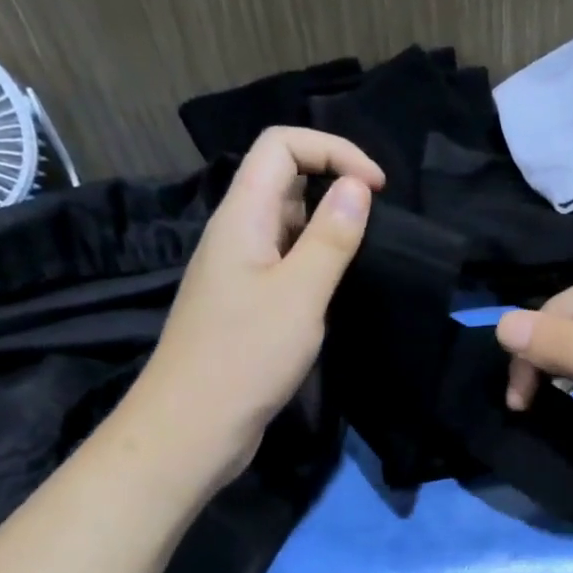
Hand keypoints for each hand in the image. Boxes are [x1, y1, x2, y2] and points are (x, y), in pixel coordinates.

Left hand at [124, 128, 382, 480]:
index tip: (377, 188)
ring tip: (366, 255)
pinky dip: (316, 262)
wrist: (193, 426)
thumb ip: (330, 237)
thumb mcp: (300, 293)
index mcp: (243, 217)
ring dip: (328, 227)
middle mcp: (237, 234)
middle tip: (378, 222)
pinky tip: (338, 290)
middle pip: (283, 179)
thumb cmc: (246, 356)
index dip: (332, 150)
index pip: (281, 146)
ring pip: (287, 224)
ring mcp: (240, 270)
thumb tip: (356, 186)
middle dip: (334, 184)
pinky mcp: (247, 304)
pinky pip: (285, 262)